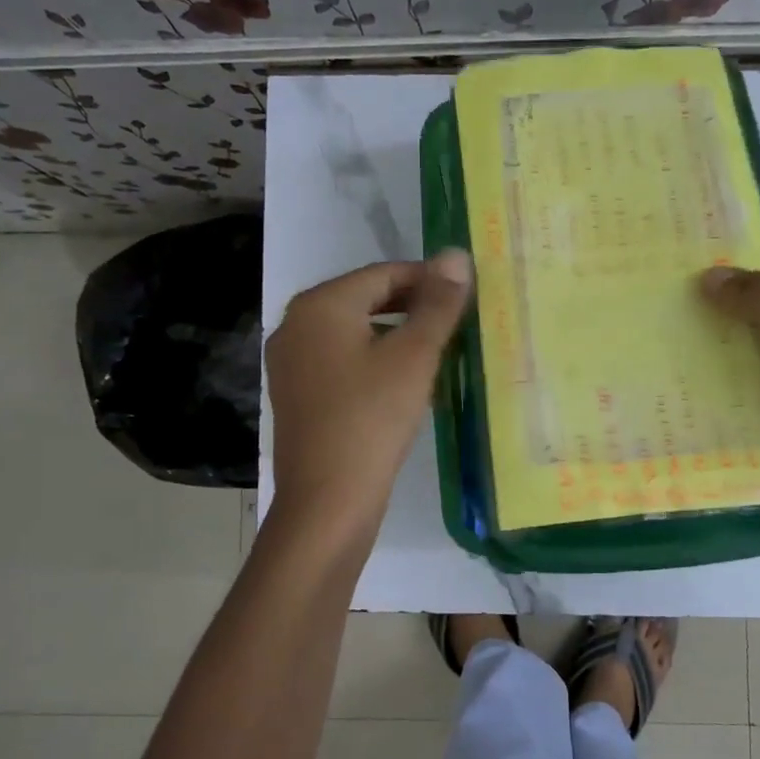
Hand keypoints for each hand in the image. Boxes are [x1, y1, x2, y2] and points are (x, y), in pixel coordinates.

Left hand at [266, 251, 471, 533]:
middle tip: (458, 325)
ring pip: (355, 332)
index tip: (468, 297)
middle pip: (366, 299)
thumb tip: (456, 254)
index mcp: (320, 305)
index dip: (430, 280)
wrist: (327, 503)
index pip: (384, 273)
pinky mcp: (297, 395)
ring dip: (397, 336)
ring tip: (439, 352)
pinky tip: (404, 383)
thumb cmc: (372, 419)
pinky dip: (375, 361)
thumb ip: (437, 304)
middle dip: (414, 308)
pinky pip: (342, 361)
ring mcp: (291, 362)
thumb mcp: (414, 357)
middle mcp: (296, 324)